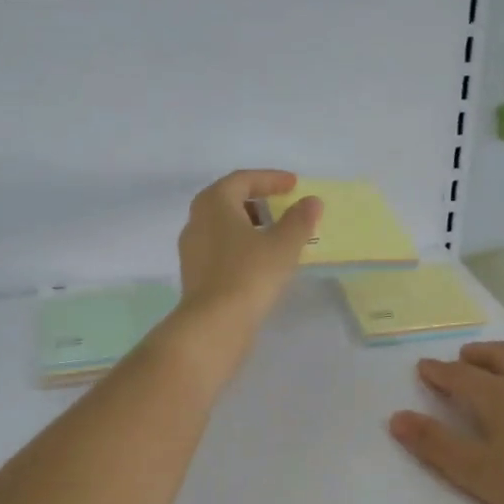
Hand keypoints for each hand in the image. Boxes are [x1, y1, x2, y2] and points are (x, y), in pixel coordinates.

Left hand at [172, 170, 320, 361]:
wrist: (214, 324)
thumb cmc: (249, 275)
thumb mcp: (283, 245)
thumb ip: (299, 220)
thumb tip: (311, 201)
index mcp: (214, 202)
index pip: (243, 179)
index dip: (271, 179)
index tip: (294, 184)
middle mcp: (197, 220)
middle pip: (228, 200)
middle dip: (257, 201)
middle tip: (282, 206)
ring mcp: (192, 249)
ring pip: (223, 226)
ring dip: (249, 225)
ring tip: (275, 236)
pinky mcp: (194, 274)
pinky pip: (220, 249)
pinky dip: (241, 246)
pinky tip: (260, 261)